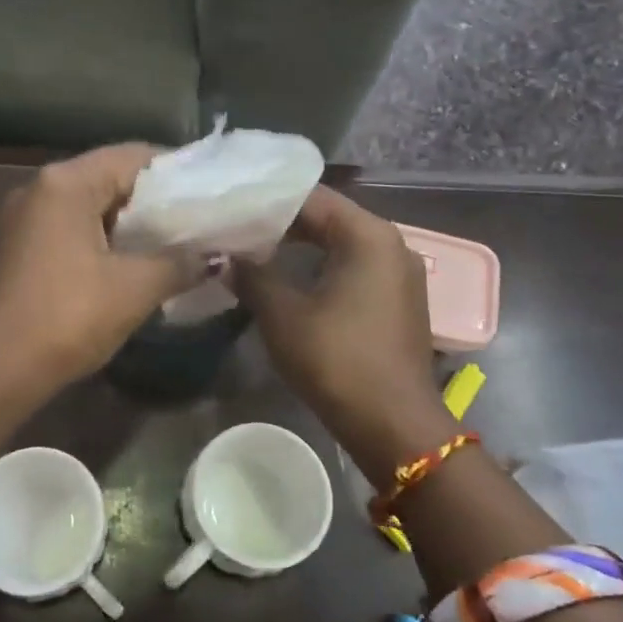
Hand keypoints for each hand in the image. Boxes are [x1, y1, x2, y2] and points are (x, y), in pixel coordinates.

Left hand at [0, 144, 209, 394]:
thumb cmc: (66, 317)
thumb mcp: (134, 289)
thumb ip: (179, 263)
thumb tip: (214, 256)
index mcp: (65, 183)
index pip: (133, 156)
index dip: (177, 171)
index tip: (211, 193)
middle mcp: (40, 189)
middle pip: (110, 178)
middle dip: (156, 200)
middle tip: (199, 220)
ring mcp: (24, 219)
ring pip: (91, 207)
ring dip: (131, 224)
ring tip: (175, 244)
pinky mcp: (19, 249)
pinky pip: (72, 230)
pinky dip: (105, 240)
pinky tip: (132, 265)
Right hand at [233, 187, 451, 478]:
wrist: (394, 425)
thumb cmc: (337, 360)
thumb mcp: (283, 315)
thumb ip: (252, 276)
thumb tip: (223, 257)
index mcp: (368, 235)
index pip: (312, 197)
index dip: (269, 199)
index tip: (232, 204)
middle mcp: (391, 243)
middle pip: (329, 217)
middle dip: (282, 222)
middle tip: (236, 226)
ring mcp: (398, 273)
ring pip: (341, 243)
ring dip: (300, 246)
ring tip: (254, 249)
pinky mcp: (397, 300)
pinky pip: (353, 267)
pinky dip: (321, 266)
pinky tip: (288, 278)